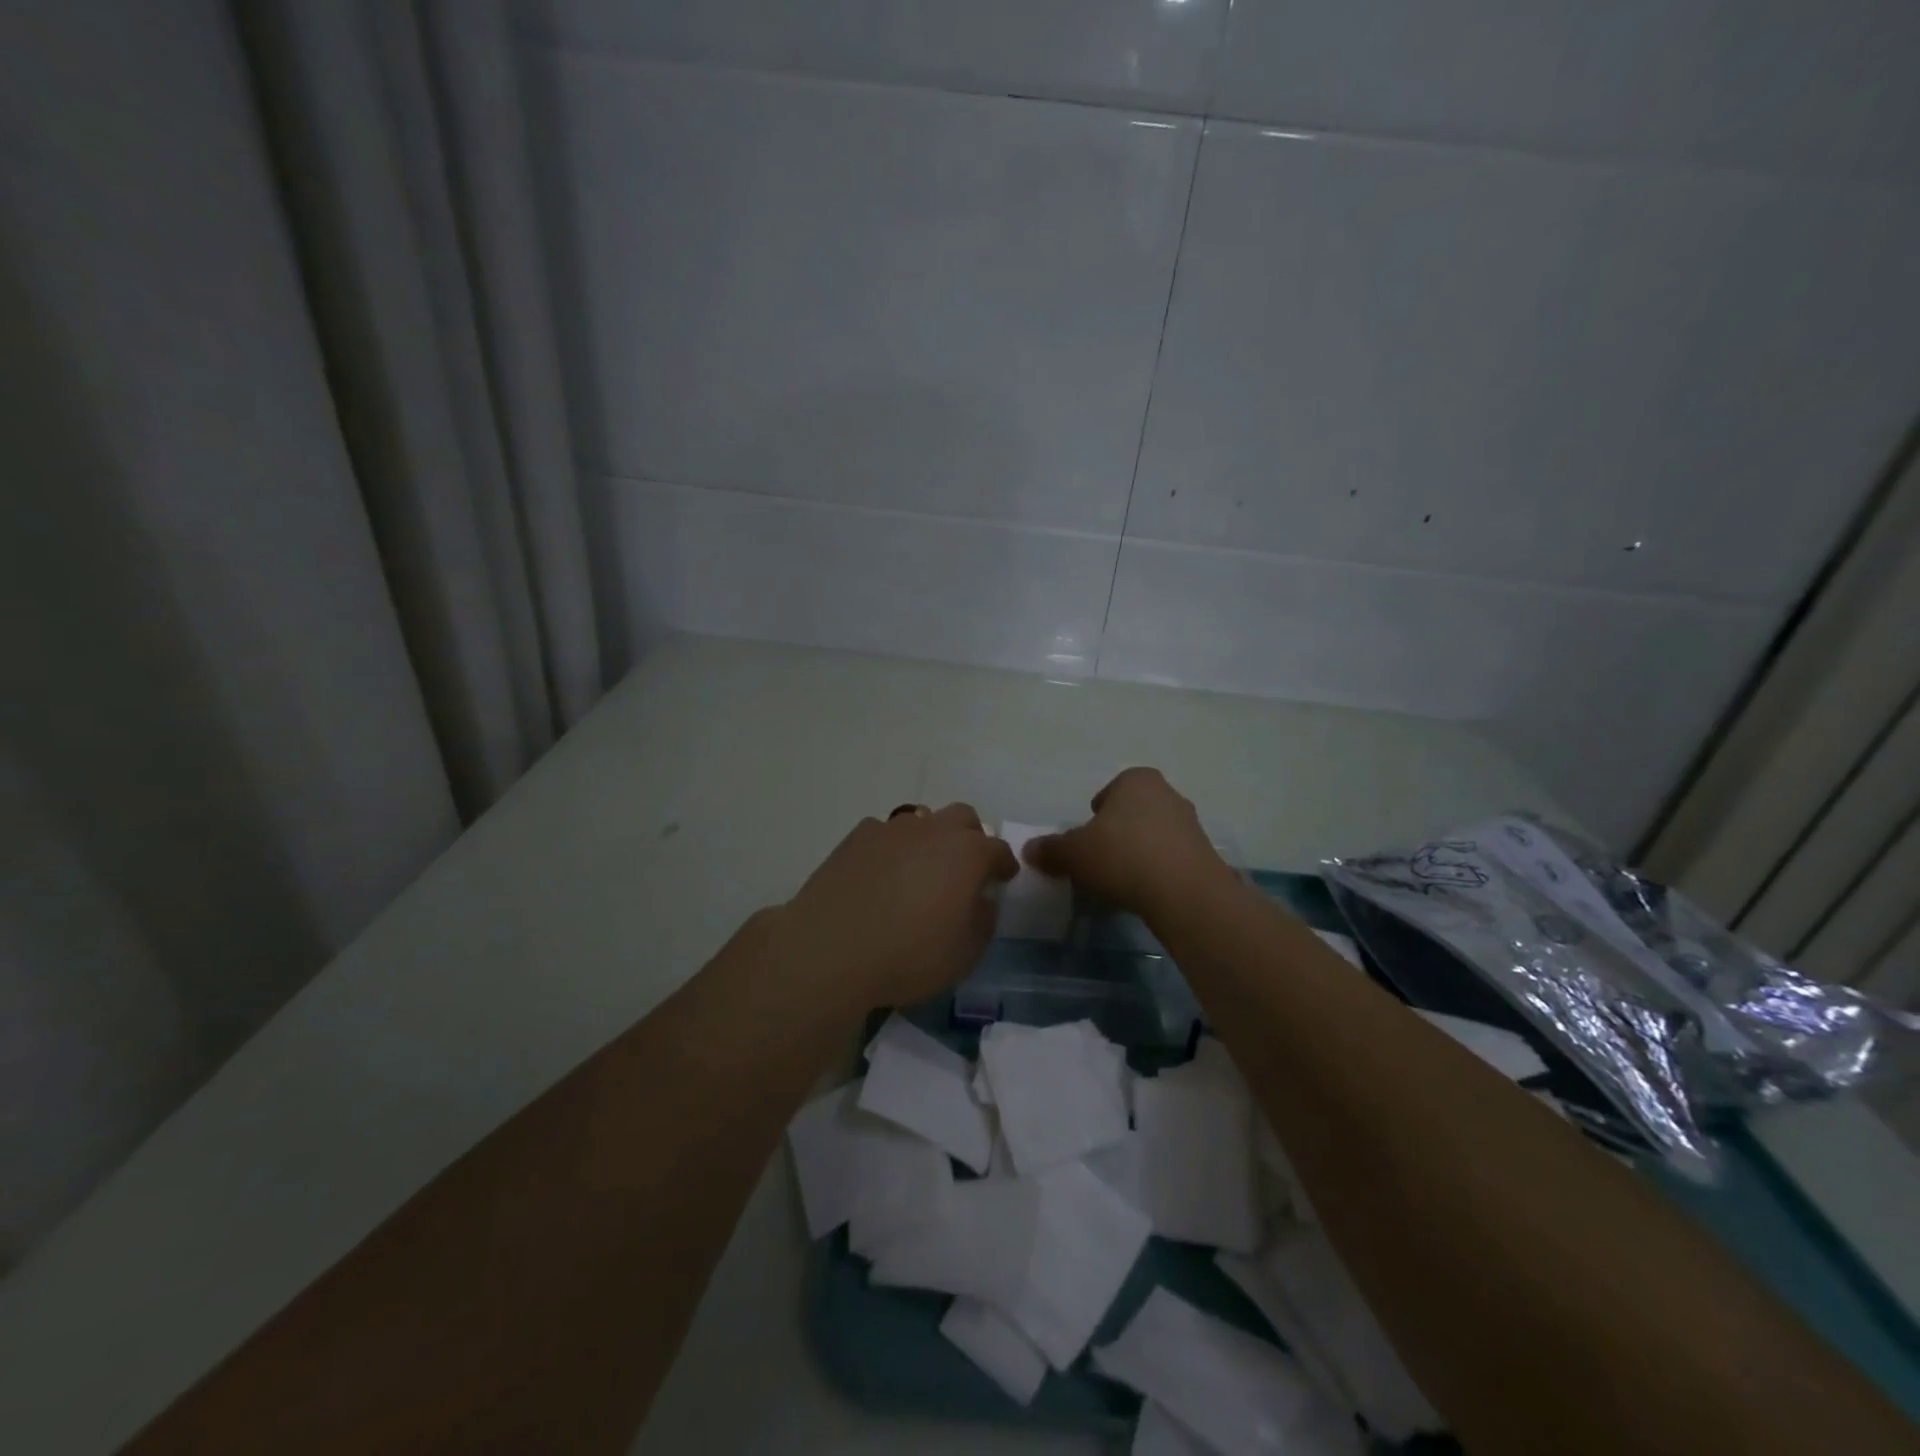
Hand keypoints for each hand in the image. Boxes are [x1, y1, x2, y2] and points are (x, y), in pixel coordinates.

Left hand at [778, 803, 1018, 1008]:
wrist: (830, 949)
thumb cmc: (909, 955)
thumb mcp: (965, 953)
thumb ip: (983, 921)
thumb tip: (981, 901)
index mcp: (967, 853)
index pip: (997, 849)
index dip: (1003, 864)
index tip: (1003, 879)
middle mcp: (932, 829)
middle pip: (962, 818)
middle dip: (970, 838)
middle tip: (964, 869)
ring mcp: (891, 829)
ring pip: (922, 820)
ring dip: (930, 839)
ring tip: (920, 872)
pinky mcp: (856, 837)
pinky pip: (884, 833)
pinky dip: (891, 849)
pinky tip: (880, 875)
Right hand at [1023, 768, 1230, 919]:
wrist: (1184, 892)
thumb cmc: (1123, 856)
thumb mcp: (1073, 853)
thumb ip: (1051, 849)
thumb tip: (1029, 850)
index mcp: (1136, 780)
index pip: (1109, 792)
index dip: (1094, 816)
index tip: (1087, 841)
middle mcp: (1168, 793)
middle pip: (1132, 813)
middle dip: (1117, 834)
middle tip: (1100, 861)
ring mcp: (1191, 824)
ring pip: (1153, 836)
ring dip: (1138, 853)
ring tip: (1121, 882)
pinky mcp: (1205, 855)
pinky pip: (1171, 859)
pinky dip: (1157, 871)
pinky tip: (1145, 892)